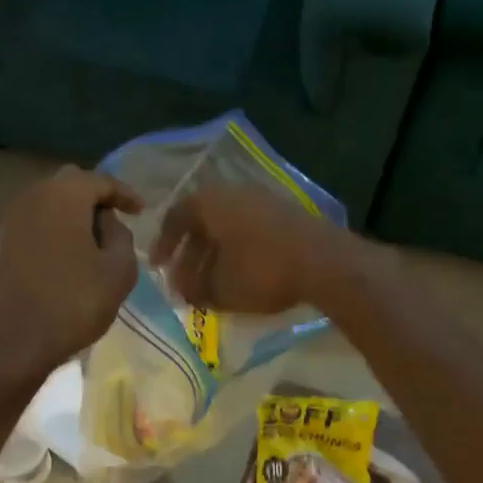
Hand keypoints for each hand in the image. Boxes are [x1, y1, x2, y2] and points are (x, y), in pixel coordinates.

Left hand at [0, 166, 141, 381]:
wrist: (14, 341)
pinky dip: (61, 228)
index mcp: (65, 194)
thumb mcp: (119, 270)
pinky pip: (41, 221)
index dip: (125, 194)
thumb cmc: (74, 302)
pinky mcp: (7, 242)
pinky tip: (76, 252)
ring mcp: (16, 219)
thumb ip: (122, 236)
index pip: (102, 181)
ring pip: (54, 202)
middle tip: (120, 220)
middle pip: (72, 183)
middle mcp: (35, 196)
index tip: (142, 211)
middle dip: (98, 198)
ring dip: (77, 214)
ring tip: (100, 240)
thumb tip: (107, 223)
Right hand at [149, 185, 351, 315]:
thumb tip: (183, 289)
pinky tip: (241, 275)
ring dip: (215, 254)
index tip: (158, 266)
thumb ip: (195, 288)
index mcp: (210, 203)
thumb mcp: (220, 288)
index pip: (175, 217)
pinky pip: (249, 230)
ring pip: (227, 227)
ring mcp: (263, 201)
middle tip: (184, 280)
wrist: (325, 262)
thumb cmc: (262, 271)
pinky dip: (238, 251)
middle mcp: (233, 193)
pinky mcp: (286, 215)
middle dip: (191, 254)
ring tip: (212, 282)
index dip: (163, 244)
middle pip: (202, 222)